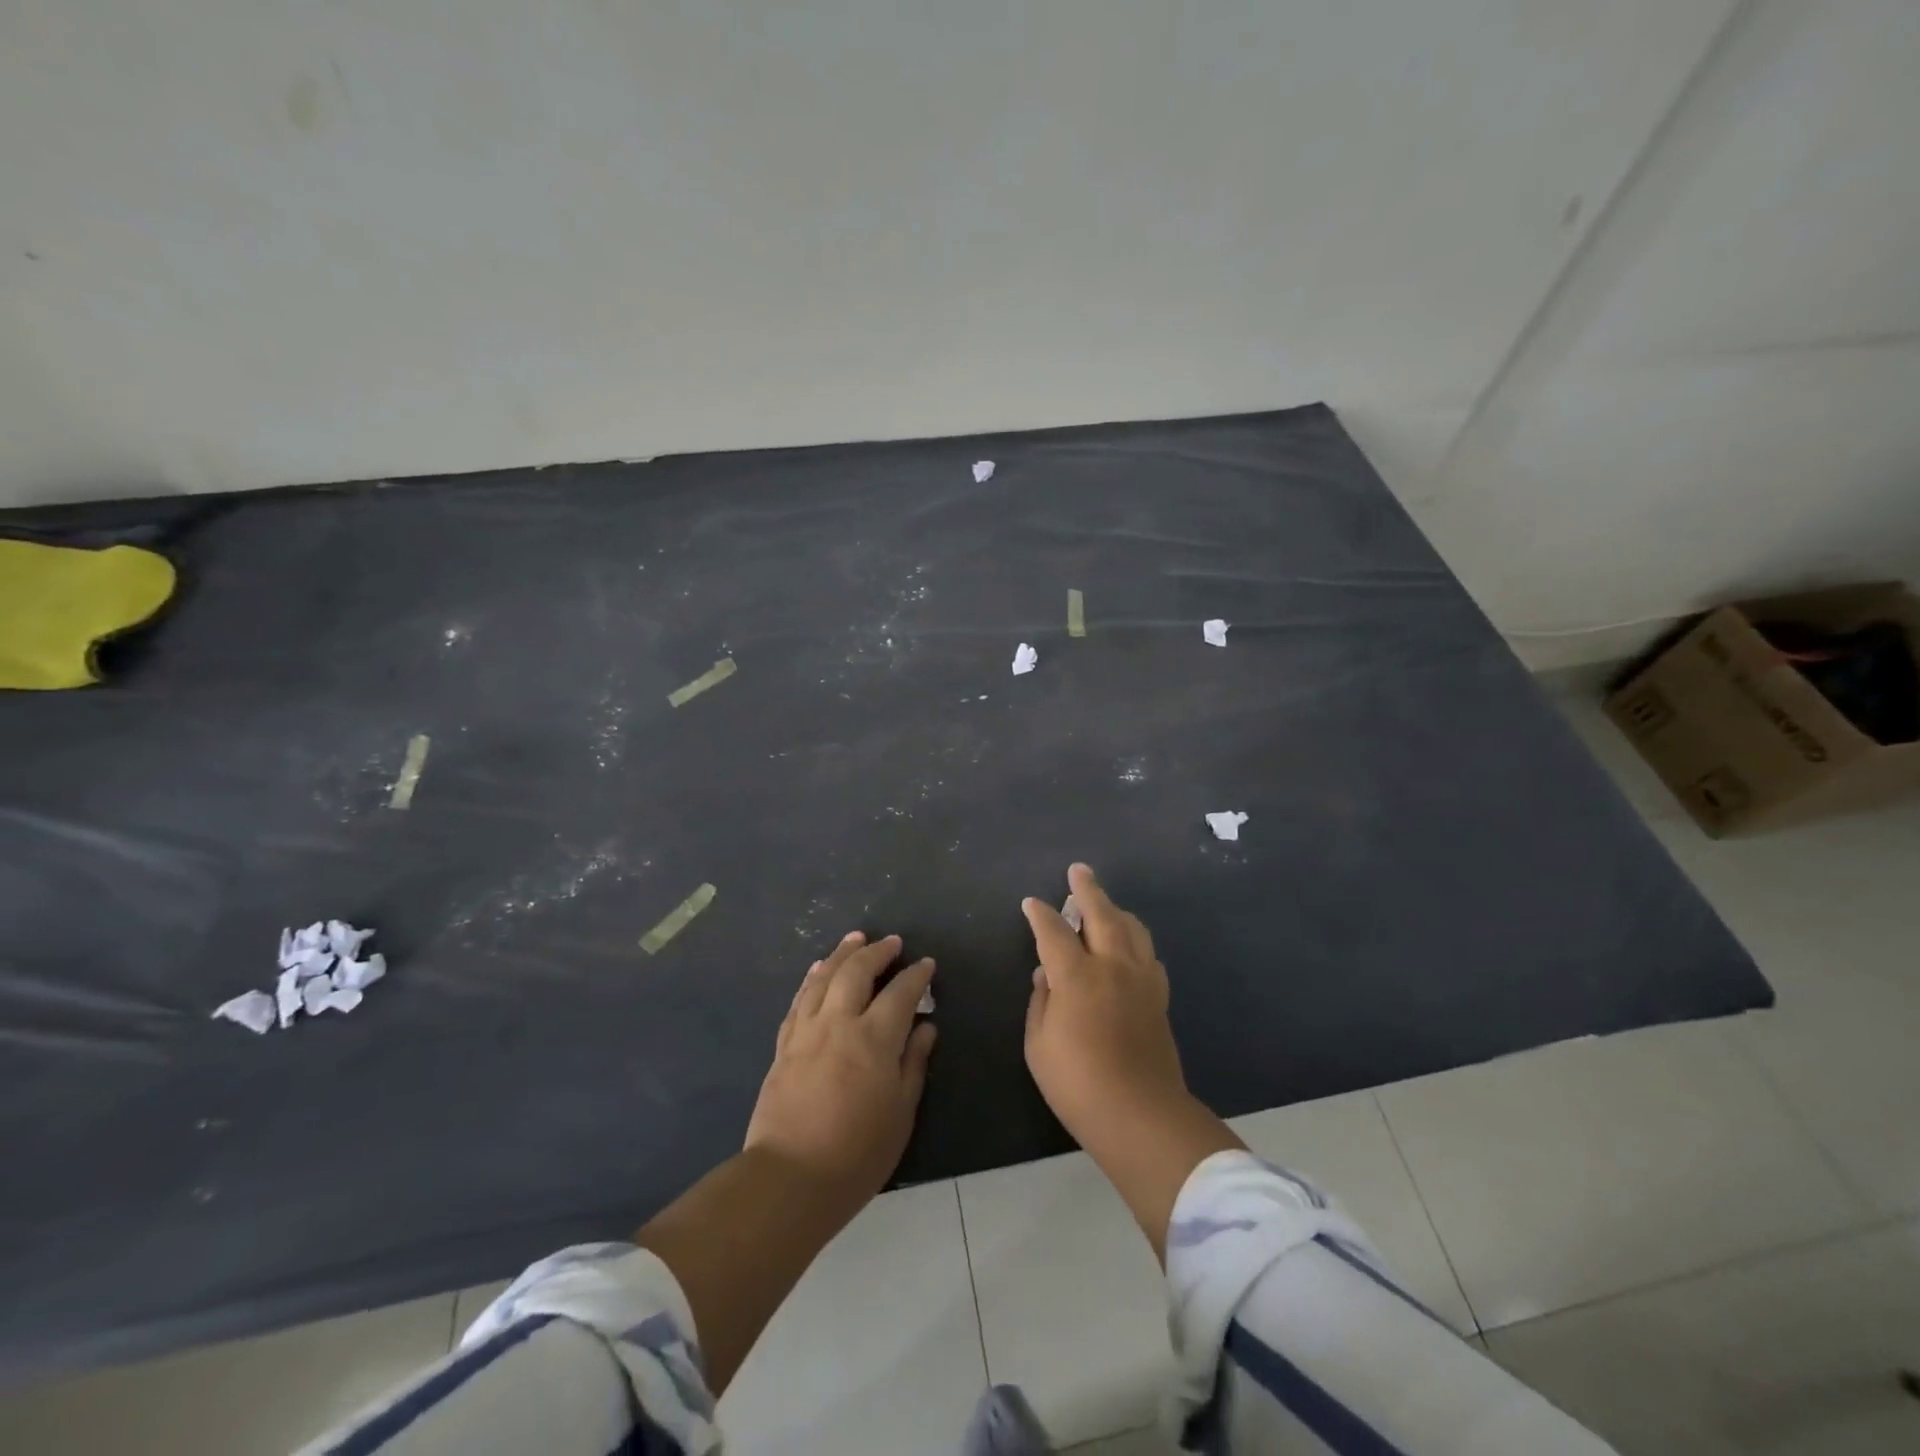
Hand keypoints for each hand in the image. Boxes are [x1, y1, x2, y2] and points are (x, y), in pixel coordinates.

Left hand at [744, 932, 936, 1208]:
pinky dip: (812, 978)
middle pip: (857, 971)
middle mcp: (839, 1023)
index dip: (916, 975)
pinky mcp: (784, 1045)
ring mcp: (807, 1031)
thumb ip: (914, 1063)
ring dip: (842, 953)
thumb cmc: (857, 1153)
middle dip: (877, 952)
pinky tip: (817, 970)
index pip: (900, 992)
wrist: (790, 1178)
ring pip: (824, 977)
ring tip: (855, 938)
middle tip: (892, 942)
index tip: (926, 964)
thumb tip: (926, 1027)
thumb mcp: (901, 1112)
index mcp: (875, 1039)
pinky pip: (800, 999)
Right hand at [1023, 864, 1242, 1261]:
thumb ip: (1040, 1001)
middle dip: (1087, 889)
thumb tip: (1046, 974)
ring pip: (1132, 928)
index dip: (1040, 914)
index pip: (1054, 932)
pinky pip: (1148, 954)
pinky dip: (1135, 939)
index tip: (1031, 903)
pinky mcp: (1159, 997)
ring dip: (1115, 910)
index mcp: (1078, 976)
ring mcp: (1142, 979)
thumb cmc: (1077, 1083)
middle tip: (1078, 870)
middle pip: (1101, 914)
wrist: (1140, 1114)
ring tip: (1105, 903)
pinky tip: (1129, 945)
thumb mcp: (1038, 1044)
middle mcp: (1113, 966)